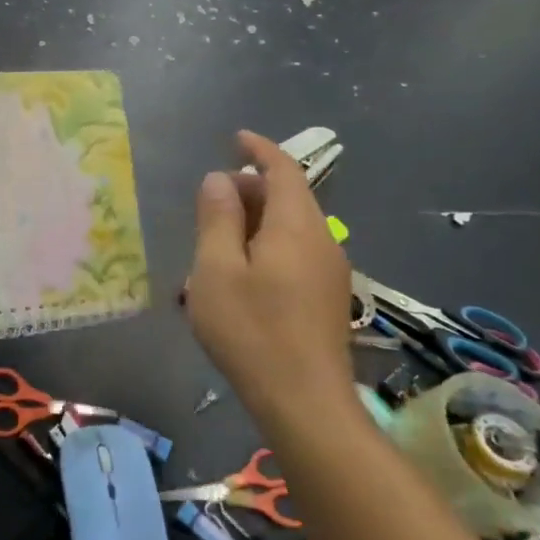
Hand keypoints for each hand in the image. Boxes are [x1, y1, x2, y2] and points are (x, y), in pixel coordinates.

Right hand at [184, 131, 355, 427]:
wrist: (304, 401)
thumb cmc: (250, 329)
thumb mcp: (215, 269)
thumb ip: (217, 218)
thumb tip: (218, 179)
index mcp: (295, 227)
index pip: (284, 171)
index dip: (260, 149)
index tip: (235, 138)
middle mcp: (321, 241)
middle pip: (289, 197)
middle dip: (251, 188)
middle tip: (210, 200)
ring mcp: (330, 271)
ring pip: (291, 227)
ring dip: (255, 220)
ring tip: (215, 241)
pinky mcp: (327, 296)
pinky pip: (295, 251)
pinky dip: (266, 244)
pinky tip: (239, 274)